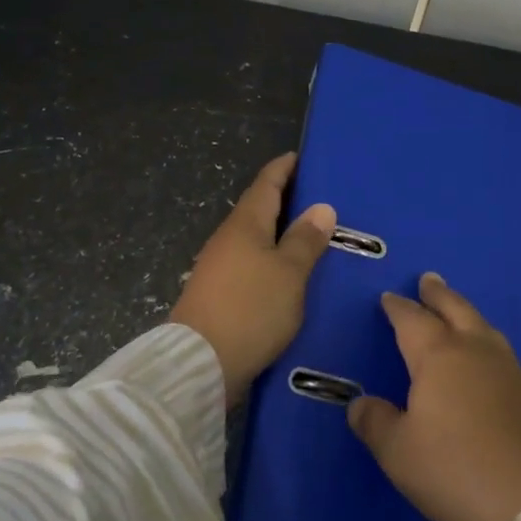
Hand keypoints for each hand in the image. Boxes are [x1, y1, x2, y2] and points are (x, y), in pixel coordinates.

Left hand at [171, 153, 336, 405]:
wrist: (199, 364)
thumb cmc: (250, 308)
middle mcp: (228, 238)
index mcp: (245, 224)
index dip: (284, 168)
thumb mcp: (289, 273)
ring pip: (255, 239)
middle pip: (259, 209)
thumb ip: (305, 240)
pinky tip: (288, 274)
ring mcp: (219, 267)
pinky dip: (271, 260)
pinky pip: (250, 264)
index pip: (266, 183)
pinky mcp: (218, 294)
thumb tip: (321, 207)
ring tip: (312, 237)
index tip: (301, 157)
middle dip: (286, 200)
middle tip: (320, 199)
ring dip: (279, 233)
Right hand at [347, 273, 520, 520]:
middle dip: (438, 294)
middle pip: (454, 309)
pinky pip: (500, 351)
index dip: (398, 308)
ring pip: (482, 326)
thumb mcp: (399, 453)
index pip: (412, 320)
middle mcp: (474, 351)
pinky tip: (485, 356)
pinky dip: (484, 340)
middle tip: (428, 279)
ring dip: (465, 312)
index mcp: (438, 356)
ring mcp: (508, 370)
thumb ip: (376, 423)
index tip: (389, 298)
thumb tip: (360, 404)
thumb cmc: (456, 470)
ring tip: (457, 310)